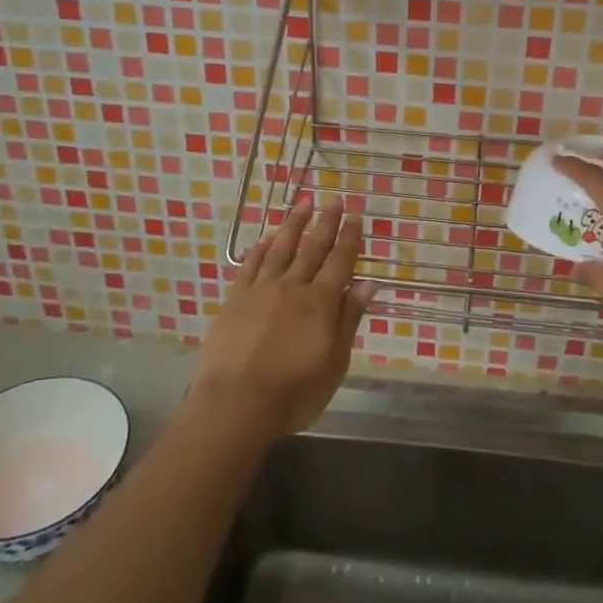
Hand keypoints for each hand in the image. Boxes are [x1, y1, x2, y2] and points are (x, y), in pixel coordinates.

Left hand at [191, 200, 374, 442]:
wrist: (236, 403)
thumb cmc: (295, 392)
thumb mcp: (335, 362)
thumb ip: (349, 319)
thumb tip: (368, 283)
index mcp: (321, 302)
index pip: (340, 261)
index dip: (350, 238)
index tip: (356, 216)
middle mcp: (293, 287)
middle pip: (312, 248)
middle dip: (326, 222)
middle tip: (334, 199)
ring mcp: (261, 290)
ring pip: (280, 249)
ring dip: (293, 225)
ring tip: (302, 204)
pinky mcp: (235, 300)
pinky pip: (250, 266)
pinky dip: (260, 249)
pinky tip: (265, 238)